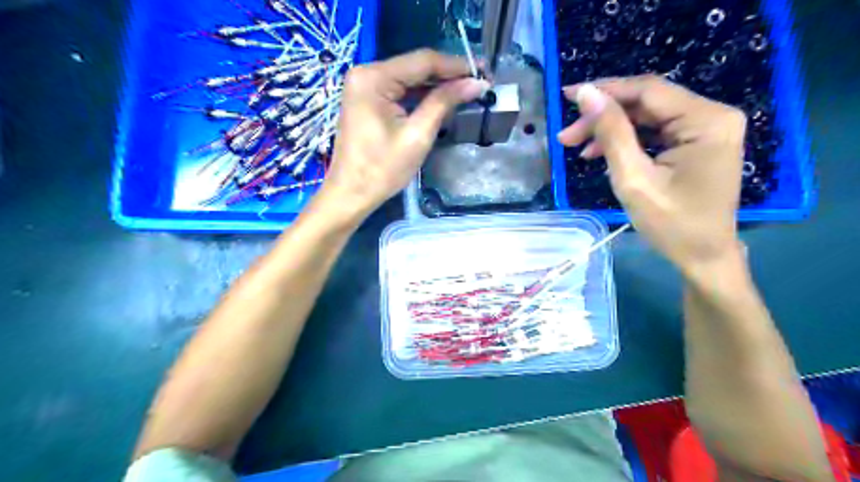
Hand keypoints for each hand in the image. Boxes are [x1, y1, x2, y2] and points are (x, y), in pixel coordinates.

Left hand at [315, 46, 489, 223]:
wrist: (351, 194)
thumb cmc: (382, 169)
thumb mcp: (417, 135)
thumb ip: (444, 103)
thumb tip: (476, 83)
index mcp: (373, 78)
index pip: (423, 61)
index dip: (457, 65)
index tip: (484, 72)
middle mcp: (366, 73)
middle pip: (415, 67)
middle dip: (448, 74)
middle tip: (480, 82)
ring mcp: (364, 86)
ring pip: (409, 78)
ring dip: (437, 84)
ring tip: (468, 89)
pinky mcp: (367, 100)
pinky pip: (400, 90)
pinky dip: (421, 95)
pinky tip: (443, 98)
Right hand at [562, 76, 750, 270]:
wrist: (703, 256)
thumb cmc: (671, 224)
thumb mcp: (633, 178)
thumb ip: (611, 132)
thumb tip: (587, 93)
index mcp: (706, 120)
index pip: (647, 91)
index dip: (605, 90)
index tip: (567, 96)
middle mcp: (712, 115)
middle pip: (646, 102)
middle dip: (603, 117)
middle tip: (566, 136)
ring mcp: (706, 129)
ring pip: (646, 116)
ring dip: (610, 129)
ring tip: (577, 147)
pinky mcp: (696, 142)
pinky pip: (654, 131)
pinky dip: (626, 140)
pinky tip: (600, 153)